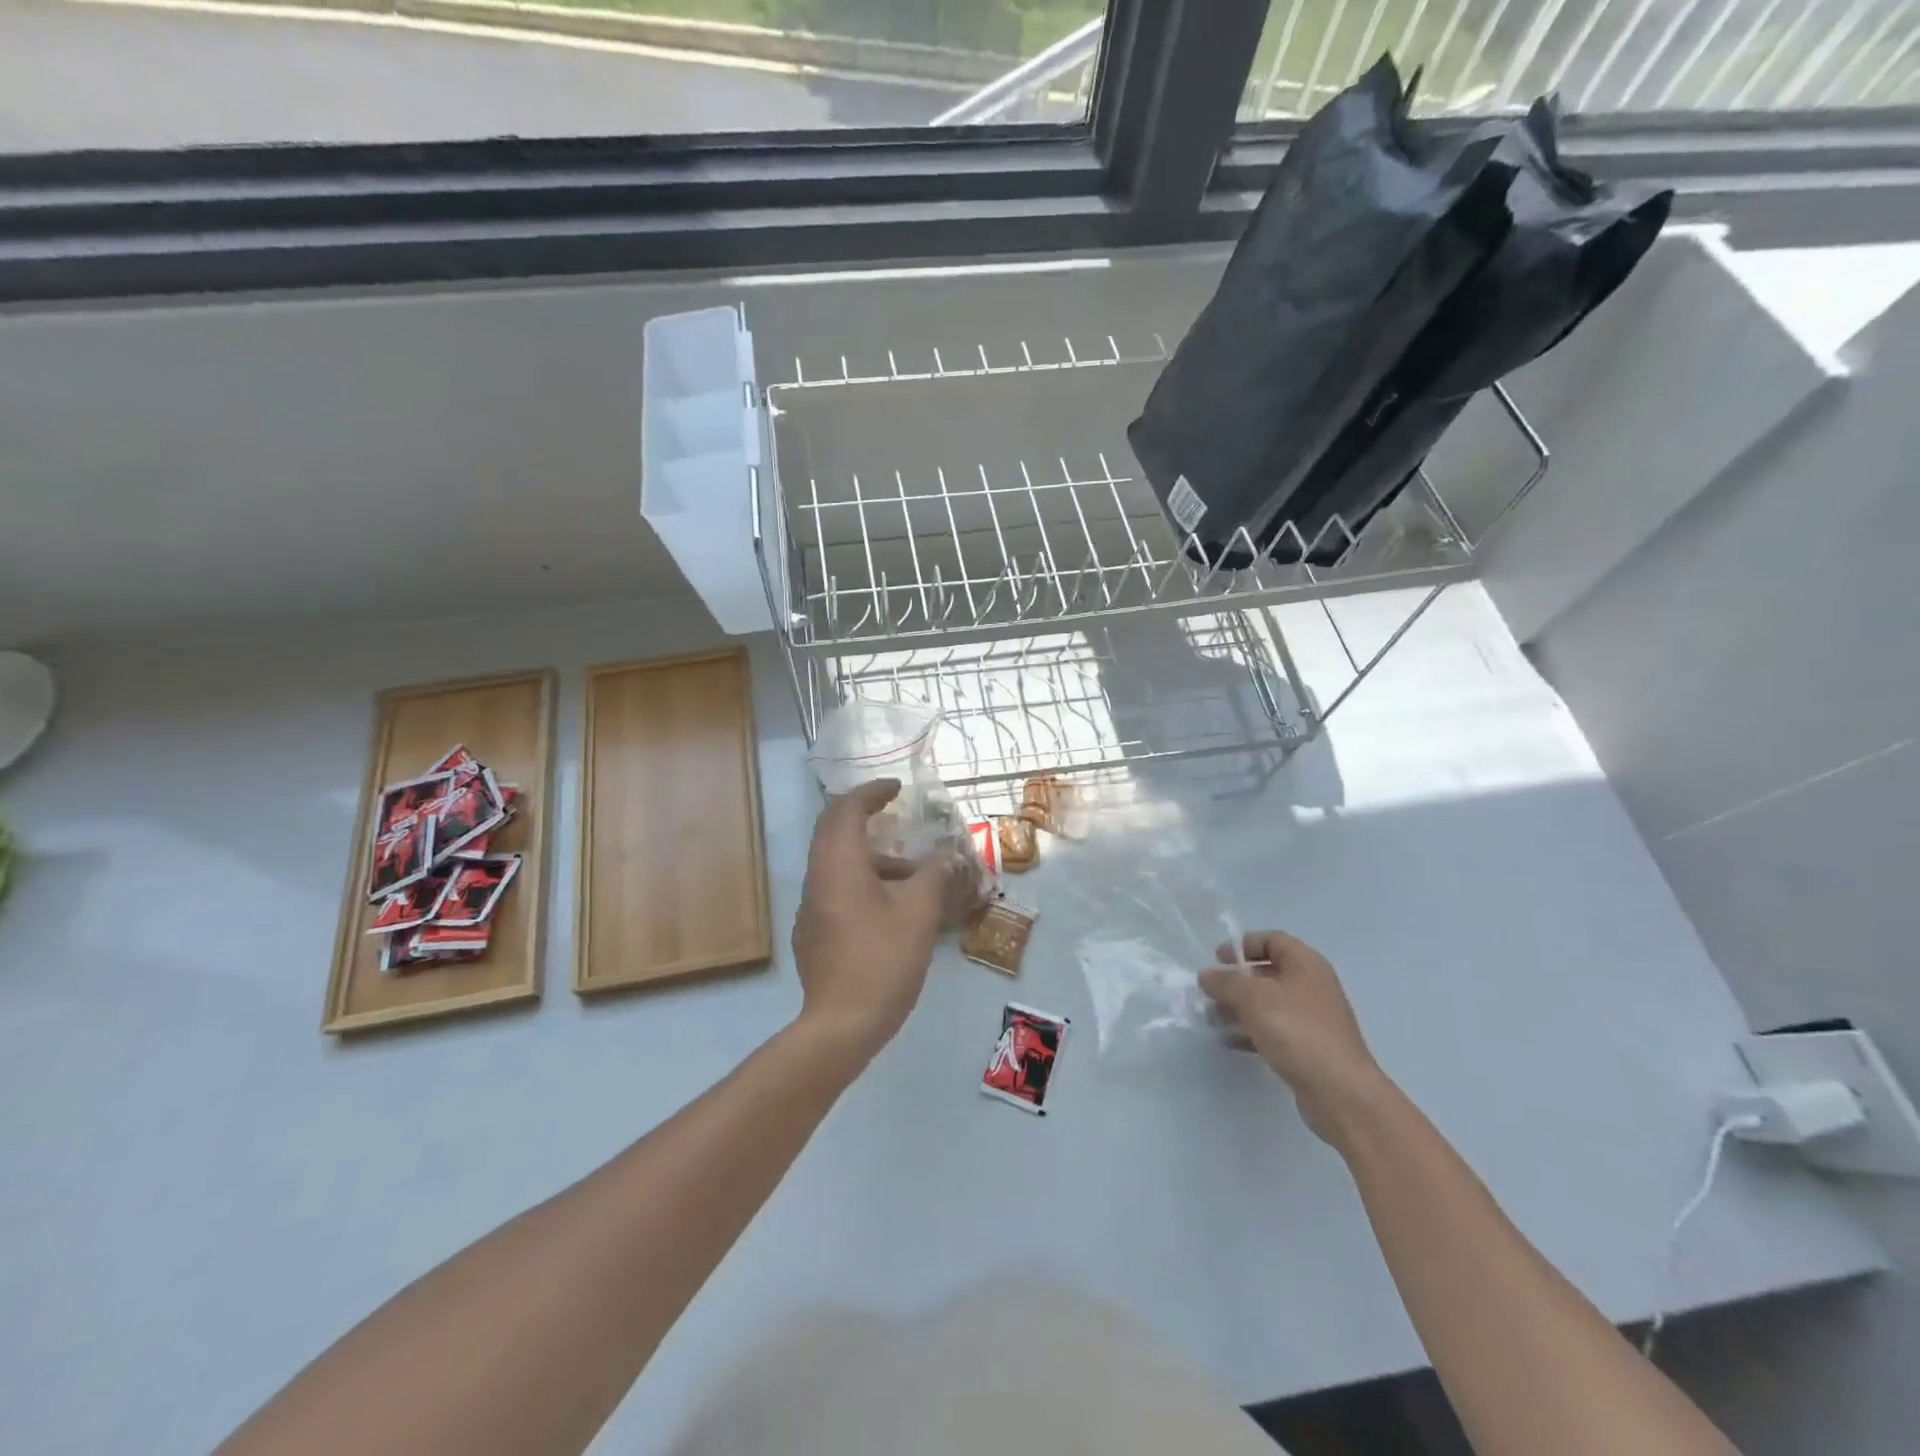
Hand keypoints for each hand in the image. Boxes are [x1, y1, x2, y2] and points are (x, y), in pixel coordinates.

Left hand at [792, 779, 951, 1064]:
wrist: (841, 1025)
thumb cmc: (882, 961)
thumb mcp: (919, 915)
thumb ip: (933, 877)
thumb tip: (945, 857)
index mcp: (839, 865)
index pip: (847, 809)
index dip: (872, 792)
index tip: (897, 789)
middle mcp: (818, 877)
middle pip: (832, 829)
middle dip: (863, 815)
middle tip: (895, 813)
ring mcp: (811, 906)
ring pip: (835, 861)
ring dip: (869, 854)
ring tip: (911, 872)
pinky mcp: (812, 931)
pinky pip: (834, 887)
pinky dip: (861, 878)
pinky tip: (890, 906)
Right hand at [1199, 930, 1388, 1145]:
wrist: (1341, 1092)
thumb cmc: (1297, 1031)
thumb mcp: (1254, 998)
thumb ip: (1225, 982)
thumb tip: (1206, 975)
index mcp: (1306, 964)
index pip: (1271, 940)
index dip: (1243, 945)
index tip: (1217, 960)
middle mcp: (1311, 986)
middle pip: (1266, 973)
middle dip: (1234, 981)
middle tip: (1208, 993)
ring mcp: (1311, 1018)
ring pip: (1267, 1004)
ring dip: (1237, 1008)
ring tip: (1211, 1019)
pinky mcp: (1307, 1047)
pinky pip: (1273, 1030)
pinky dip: (1250, 1031)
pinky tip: (1229, 1041)